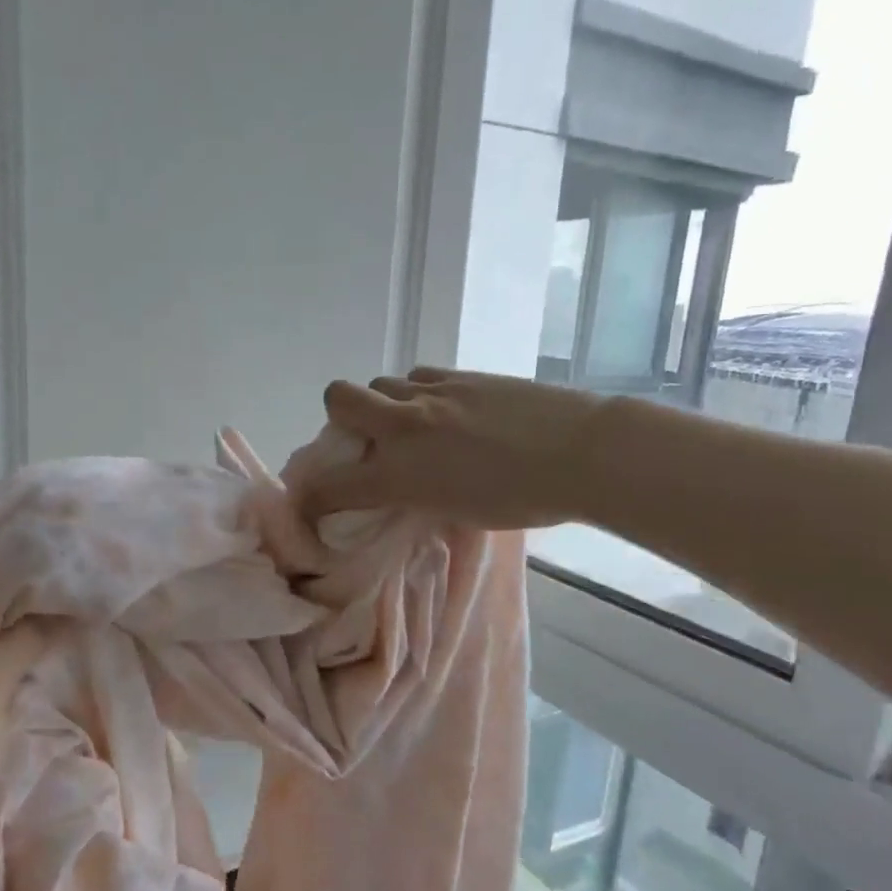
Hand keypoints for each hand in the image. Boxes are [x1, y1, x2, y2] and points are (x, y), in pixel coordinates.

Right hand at [302, 367, 606, 527]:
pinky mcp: (462, 375)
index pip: (331, 485)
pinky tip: (444, 410)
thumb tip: (399, 489)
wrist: (582, 453)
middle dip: (338, 419)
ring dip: (382, 405)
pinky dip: (418, 393)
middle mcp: (405, 427)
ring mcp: (432, 394)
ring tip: (411, 425)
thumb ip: (416, 498)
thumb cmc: (524, 499)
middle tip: (364, 440)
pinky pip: (419, 376)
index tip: (309, 504)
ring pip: (381, 383)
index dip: (309, 498)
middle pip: (339, 398)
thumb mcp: (456, 514)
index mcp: (401, 474)